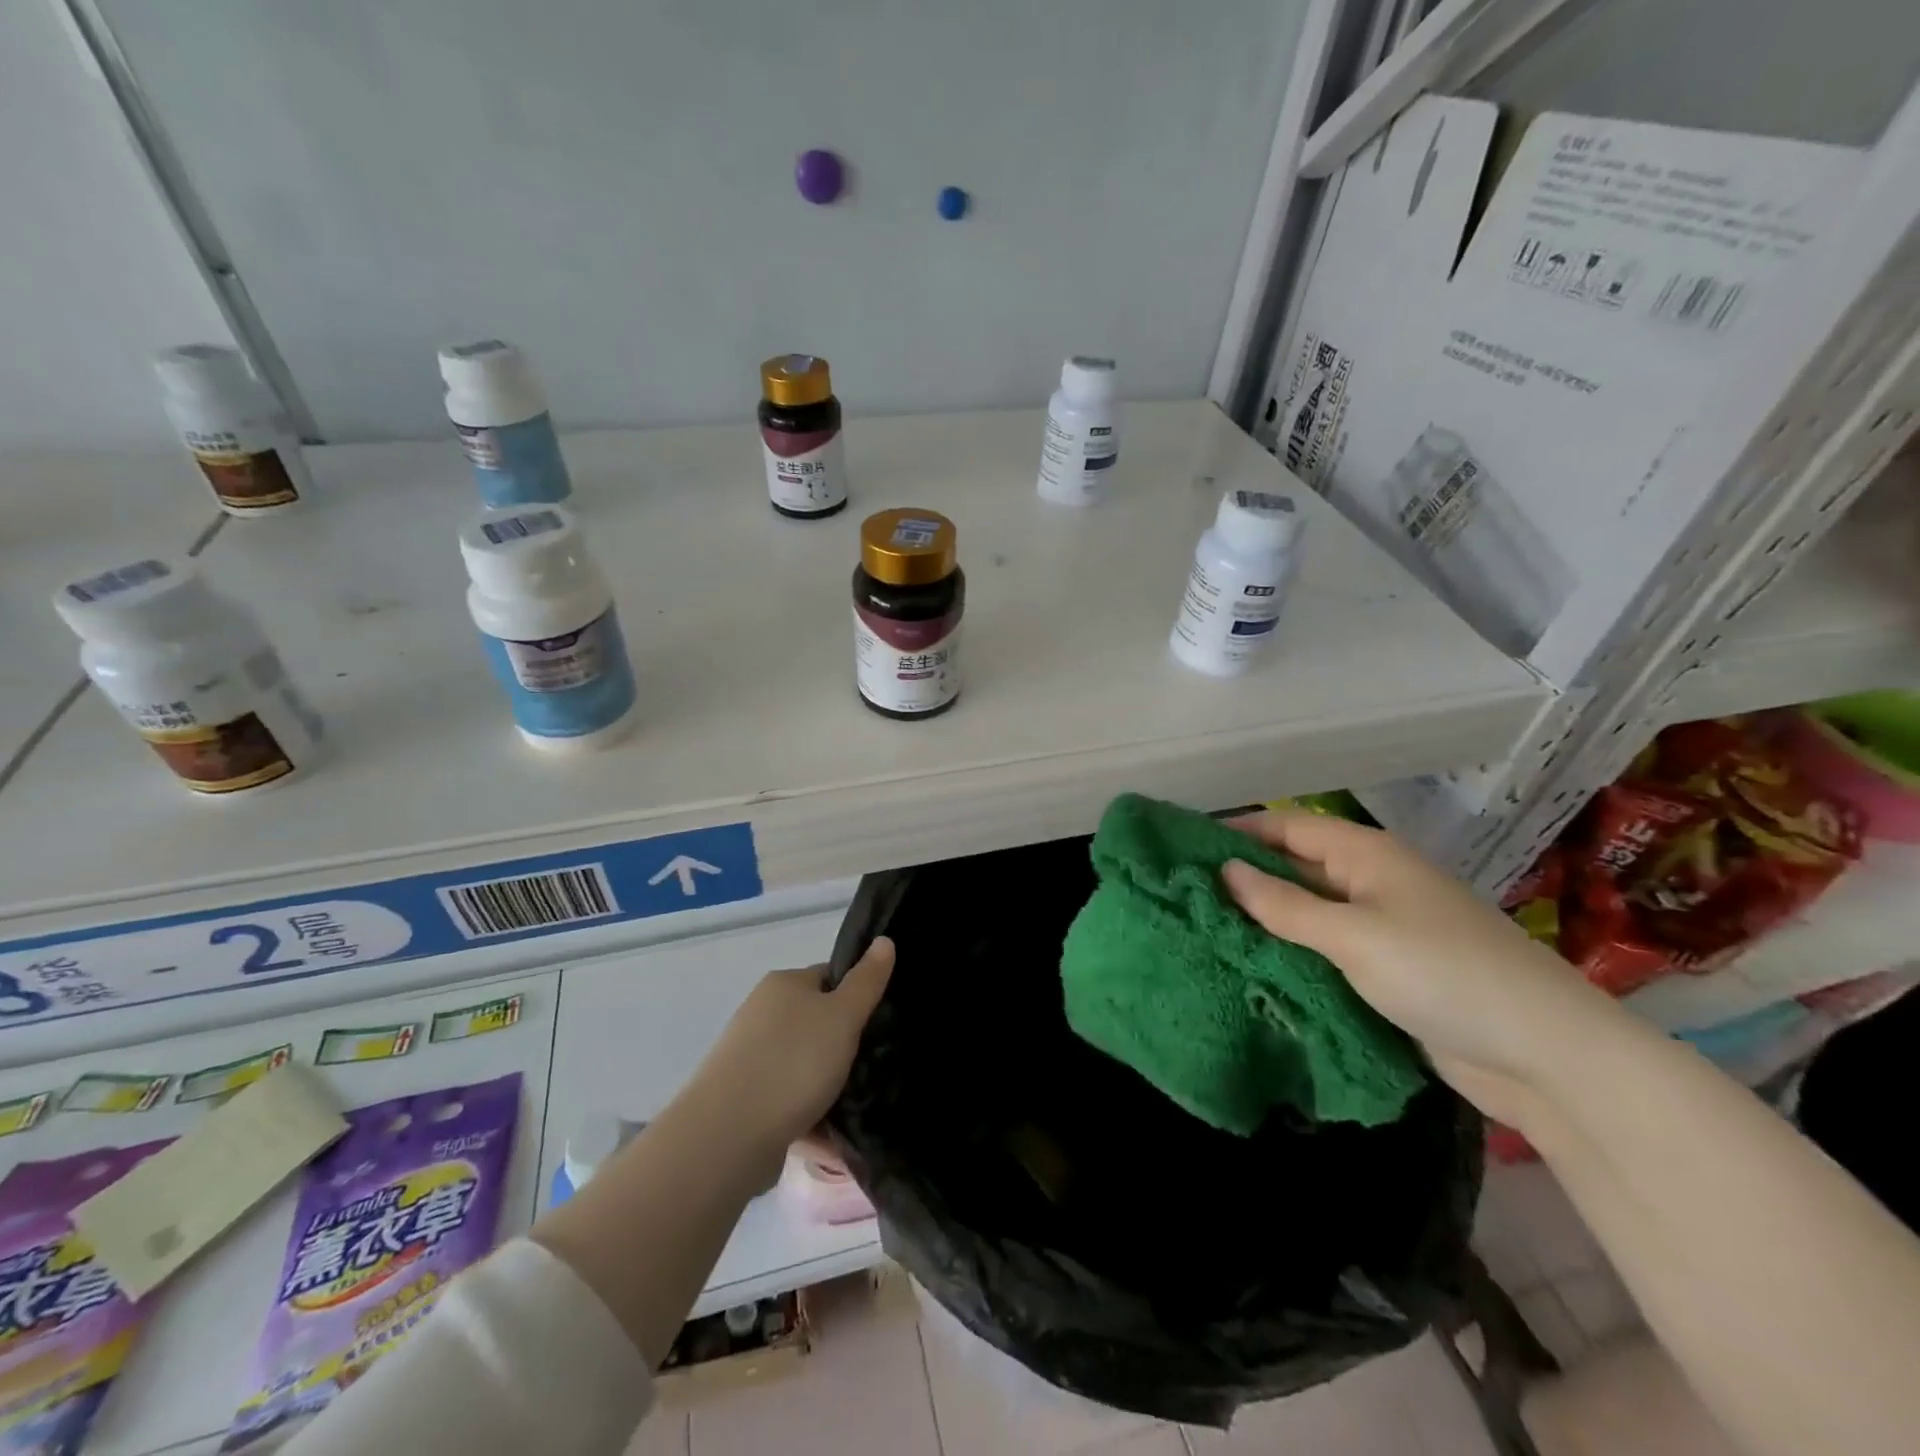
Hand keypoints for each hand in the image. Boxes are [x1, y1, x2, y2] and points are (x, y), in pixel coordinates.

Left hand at [682, 938, 894, 1160]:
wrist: (726, 1136)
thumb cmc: (792, 1062)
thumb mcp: (843, 1016)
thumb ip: (867, 981)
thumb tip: (885, 941)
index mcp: (782, 984)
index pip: (829, 978)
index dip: (857, 997)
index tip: (878, 1024)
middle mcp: (761, 1014)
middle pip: (817, 1024)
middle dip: (843, 1049)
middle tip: (873, 1068)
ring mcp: (749, 1059)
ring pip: (803, 1067)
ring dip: (828, 1088)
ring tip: (857, 1109)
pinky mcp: (743, 1102)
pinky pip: (788, 1103)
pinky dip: (810, 1118)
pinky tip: (833, 1141)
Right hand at [1220, 813, 1630, 1127]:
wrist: (1546, 1055)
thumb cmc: (1443, 974)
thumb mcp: (1354, 936)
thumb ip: (1284, 905)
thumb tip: (1225, 870)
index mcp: (1366, 856)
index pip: (1286, 828)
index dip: (1236, 831)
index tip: (1182, 845)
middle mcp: (1370, 883)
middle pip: (1294, 869)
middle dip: (1243, 879)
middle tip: (1182, 895)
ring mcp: (1381, 929)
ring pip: (1307, 915)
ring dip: (1263, 922)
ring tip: (1201, 931)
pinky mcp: (1388, 972)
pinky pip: (1325, 953)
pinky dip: (1291, 956)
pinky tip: (1251, 968)